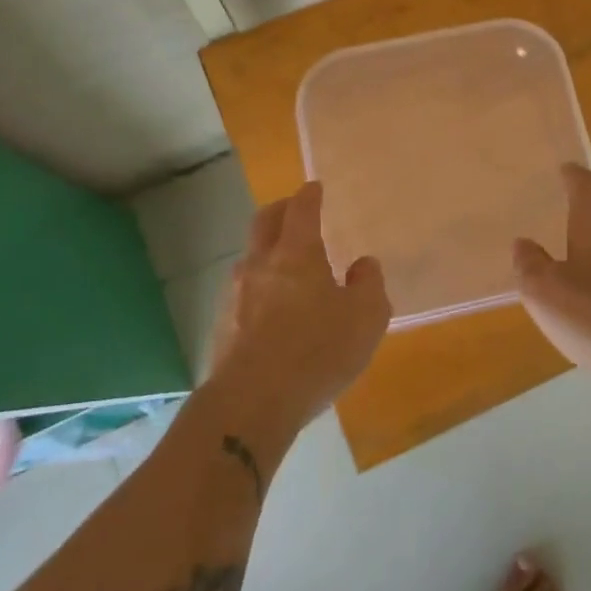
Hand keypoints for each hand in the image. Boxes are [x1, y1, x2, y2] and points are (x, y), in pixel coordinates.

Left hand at [208, 182, 391, 433]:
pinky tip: (272, 309)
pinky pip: (243, 292)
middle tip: (294, 210)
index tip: (315, 188)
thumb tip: (363, 265)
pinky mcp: (222, 325)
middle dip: (281, 209)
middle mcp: (261, 263)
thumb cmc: (317, 351)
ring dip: (267, 251)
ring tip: (287, 265)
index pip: (301, 209)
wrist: (251, 402)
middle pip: (265, 221)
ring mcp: (235, 294)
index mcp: (296, 252)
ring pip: (251, 256)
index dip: (309, 195)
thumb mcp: (366, 317)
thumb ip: (369, 284)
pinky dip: (259, 287)